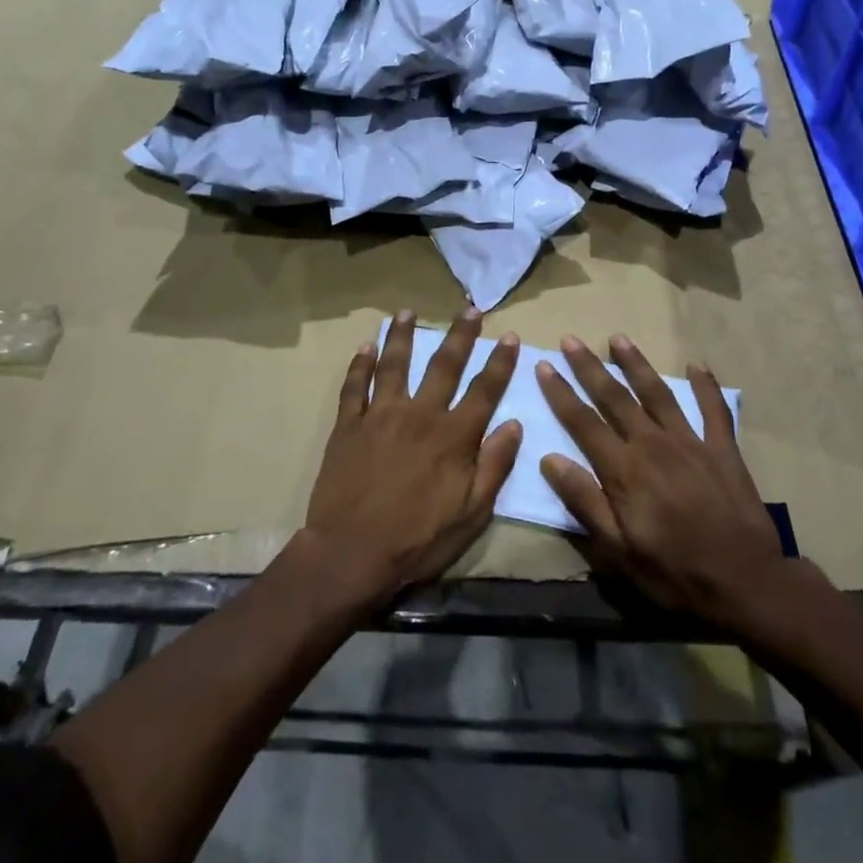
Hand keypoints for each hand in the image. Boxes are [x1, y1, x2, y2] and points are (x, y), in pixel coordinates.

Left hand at [302, 309, 521, 609]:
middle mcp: (420, 414)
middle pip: (443, 365)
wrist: (351, 553)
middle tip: (470, 309)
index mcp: (453, 436)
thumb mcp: (472, 514)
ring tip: (407, 312)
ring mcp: (381, 415)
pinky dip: (360, 364)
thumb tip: (514, 424)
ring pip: (394, 364)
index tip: (510, 336)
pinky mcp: (349, 425)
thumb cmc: (418, 540)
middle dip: (460, 335)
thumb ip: (494, 466)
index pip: (484, 389)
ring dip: (402, 335)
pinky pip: (354, 386)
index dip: (500, 362)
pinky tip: (365, 346)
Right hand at [537, 334, 793, 634]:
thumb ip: (584, 501)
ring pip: (657, 393)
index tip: (544, 365)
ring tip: (618, 338)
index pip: (583, 422)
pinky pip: (714, 409)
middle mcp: (653, 444)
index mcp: (624, 470)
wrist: (746, 584)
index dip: (561, 393)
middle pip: (615, 398)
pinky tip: (697, 365)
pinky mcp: (723, 450)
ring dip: (636, 364)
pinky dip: (706, 386)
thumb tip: (550, 458)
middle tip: (571, 339)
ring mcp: (691, 442)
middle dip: (590, 367)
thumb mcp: (618, 551)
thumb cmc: (674, 573)